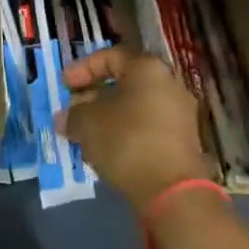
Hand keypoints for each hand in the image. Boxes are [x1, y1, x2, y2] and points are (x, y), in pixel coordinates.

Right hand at [57, 47, 215, 212]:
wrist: (172, 191)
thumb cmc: (126, 141)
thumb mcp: (88, 123)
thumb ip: (73, 115)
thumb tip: (65, 118)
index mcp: (147, 68)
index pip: (110, 57)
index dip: (82, 69)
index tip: (64, 86)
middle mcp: (169, 84)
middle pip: (124, 83)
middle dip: (94, 96)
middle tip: (73, 111)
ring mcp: (180, 114)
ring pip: (135, 107)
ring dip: (109, 117)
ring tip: (86, 134)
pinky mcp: (183, 142)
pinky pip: (148, 127)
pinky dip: (126, 133)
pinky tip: (107, 150)